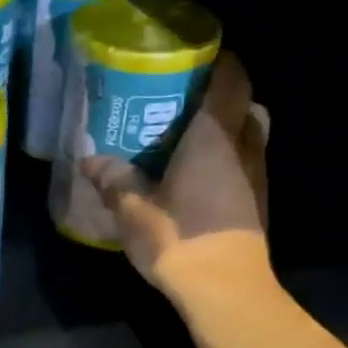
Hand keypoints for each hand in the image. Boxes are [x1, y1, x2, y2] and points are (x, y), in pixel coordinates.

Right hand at [80, 53, 268, 295]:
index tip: (197, 58)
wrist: (224, 290)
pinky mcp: (257, 204)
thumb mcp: (133, 208)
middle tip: (186, 103)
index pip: (232, 80)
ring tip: (188, 140)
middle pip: (247, 107)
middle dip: (223, 98)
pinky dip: (228, 161)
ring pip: (250, 137)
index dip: (220, 62)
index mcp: (214, 136)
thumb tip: (89, 159)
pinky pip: (246, 166)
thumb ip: (113, 179)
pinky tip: (197, 178)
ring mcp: (256, 178)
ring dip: (227, 131)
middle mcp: (244, 148)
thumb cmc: (179, 238)